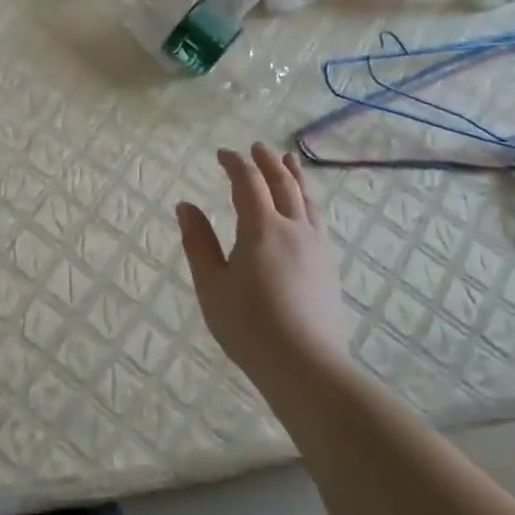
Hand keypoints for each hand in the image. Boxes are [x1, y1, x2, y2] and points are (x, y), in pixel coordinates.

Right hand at [176, 144, 355, 380]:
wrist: (306, 366)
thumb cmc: (249, 326)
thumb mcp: (211, 285)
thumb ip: (198, 242)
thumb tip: (185, 206)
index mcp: (261, 228)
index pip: (248, 182)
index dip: (235, 164)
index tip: (222, 154)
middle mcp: (294, 228)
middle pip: (283, 183)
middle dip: (267, 162)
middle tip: (256, 148)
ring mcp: (317, 246)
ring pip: (307, 199)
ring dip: (294, 175)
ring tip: (287, 161)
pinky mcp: (329, 265)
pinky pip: (317, 218)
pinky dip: (307, 200)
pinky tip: (305, 208)